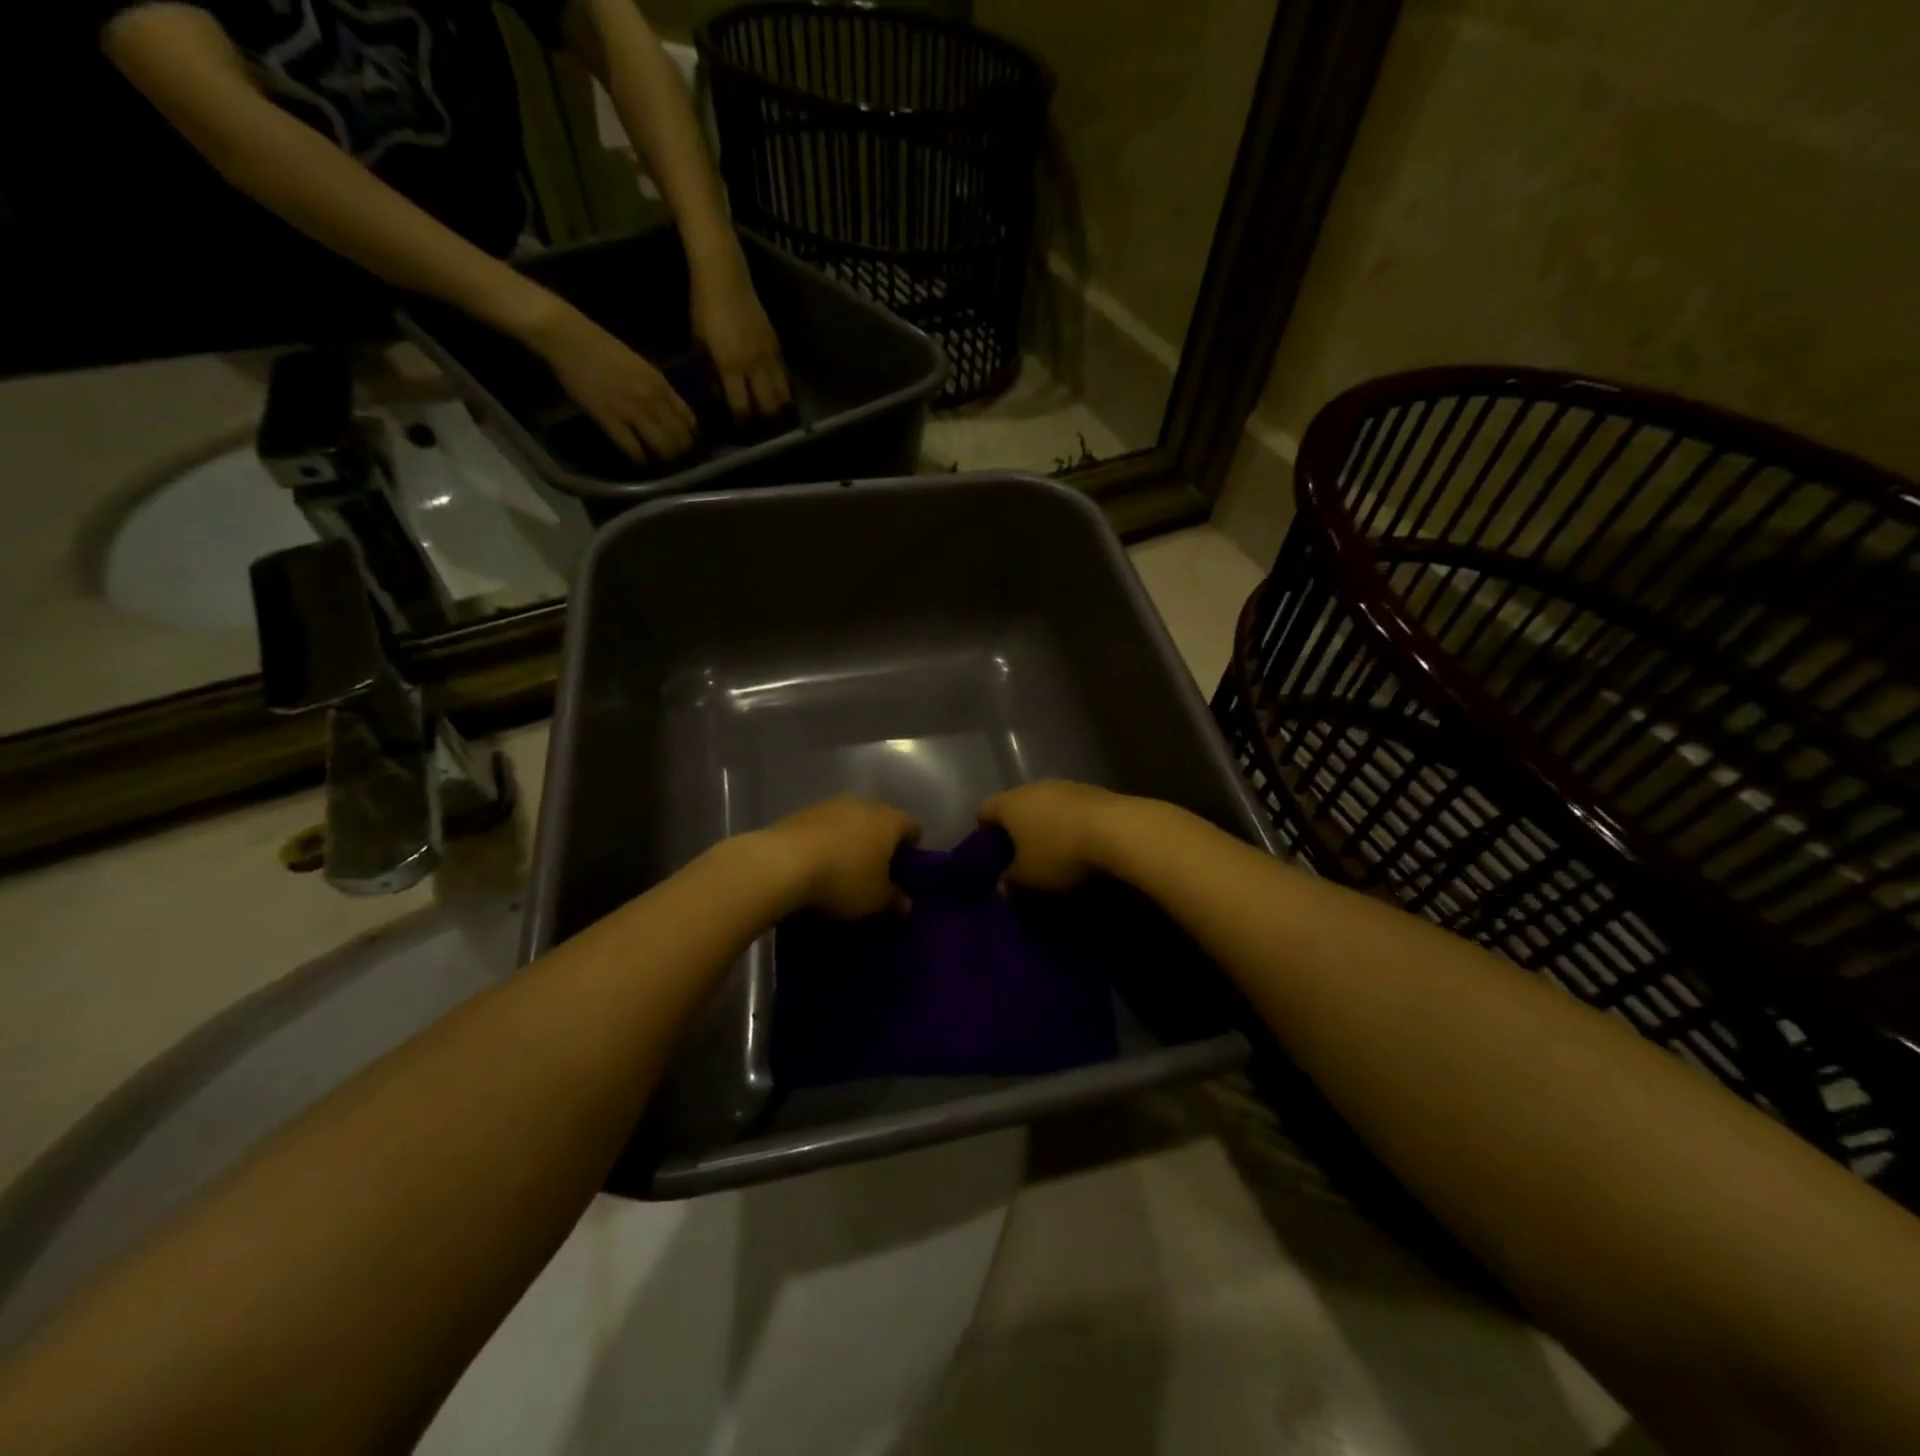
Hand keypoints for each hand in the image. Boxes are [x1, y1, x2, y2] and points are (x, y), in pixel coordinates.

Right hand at [524, 300, 696, 462]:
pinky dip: (639, 460)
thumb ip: (657, 389)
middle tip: (675, 460)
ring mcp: (632, 411)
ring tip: (659, 463)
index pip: (690, 420)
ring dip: (664, 460)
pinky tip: (638, 461)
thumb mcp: (641, 366)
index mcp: (661, 384)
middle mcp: (653, 400)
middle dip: (681, 453)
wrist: (566, 336)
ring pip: (663, 448)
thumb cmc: (602, 347)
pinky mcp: (610, 420)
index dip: (691, 436)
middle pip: (681, 439)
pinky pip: (634, 450)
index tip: (686, 443)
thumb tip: (669, 412)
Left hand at [691, 262, 790, 421]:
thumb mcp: (699, 343)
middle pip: (770, 407)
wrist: (724, 274)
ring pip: (783, 394)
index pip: (742, 407)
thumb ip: (710, 373)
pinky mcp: (777, 345)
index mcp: (730, 365)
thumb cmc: (704, 307)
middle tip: (761, 429)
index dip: (742, 424)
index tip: (739, 431)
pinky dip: (783, 389)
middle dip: (767, 422)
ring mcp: (769, 355)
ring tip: (774, 417)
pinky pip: (785, 376)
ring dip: (779, 409)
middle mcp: (754, 365)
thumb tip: (718, 395)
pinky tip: (777, 393)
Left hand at [765, 795, 919, 918]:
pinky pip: (824, 828)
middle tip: (876, 872)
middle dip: (880, 843)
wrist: (781, 864)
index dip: (912, 850)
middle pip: (881, 821)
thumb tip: (905, 901)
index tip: (905, 872)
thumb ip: (894, 899)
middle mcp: (864, 804)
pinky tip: (817, 864)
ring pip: (851, 822)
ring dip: (851, 840)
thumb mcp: (875, 900)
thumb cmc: (843, 879)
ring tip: (843, 869)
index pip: (913, 828)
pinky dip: (826, 842)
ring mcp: (831, 804)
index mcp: (890, 820)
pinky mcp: (802, 812)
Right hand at [979, 781, 1123, 892]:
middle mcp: (1033, 787)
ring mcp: (1065, 786)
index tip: (991, 856)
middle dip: (1017, 830)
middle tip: (1021, 858)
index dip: (983, 834)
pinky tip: (1081, 845)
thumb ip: (1010, 881)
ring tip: (1054, 853)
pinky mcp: (1093, 791)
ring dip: (1046, 825)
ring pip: (1045, 806)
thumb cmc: (1060, 854)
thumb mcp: (1028, 878)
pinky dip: (1070, 824)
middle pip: (1015, 806)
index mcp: (1009, 803)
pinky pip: (1071, 809)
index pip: (984, 812)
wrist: (1119, 830)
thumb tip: (1002, 884)